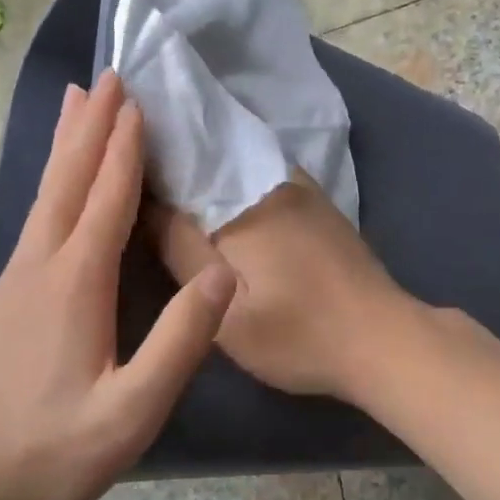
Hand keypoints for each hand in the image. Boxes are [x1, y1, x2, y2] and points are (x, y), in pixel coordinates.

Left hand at [0, 73, 235, 499]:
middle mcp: (41, 265)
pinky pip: (37, 215)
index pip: (107, 198)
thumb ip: (180, 342)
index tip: (136, 99)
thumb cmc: (54, 451)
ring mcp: (17, 277)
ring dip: (66, 143)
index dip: (124, 148)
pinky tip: (57, 180)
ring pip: (47, 192)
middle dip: (91, 126)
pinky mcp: (7, 294)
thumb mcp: (131, 410)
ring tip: (74, 100)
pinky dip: (53, 179)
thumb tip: (222, 272)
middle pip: (70, 179)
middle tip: (106, 76)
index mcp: (75, 282)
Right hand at [147, 174, 415, 400]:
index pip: (178, 164)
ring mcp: (300, 187)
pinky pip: (262, 179)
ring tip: (172, 191)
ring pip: (236, 167)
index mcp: (240, 201)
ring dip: (206, 173)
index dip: (145, 165)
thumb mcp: (228, 313)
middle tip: (137, 183)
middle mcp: (269, 178)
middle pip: (208, 160)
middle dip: (175, 165)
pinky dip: (236, 186)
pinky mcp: (318, 203)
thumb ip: (183, 252)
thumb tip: (149, 203)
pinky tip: (223, 206)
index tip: (117, 172)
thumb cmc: (299, 334)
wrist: (382, 339)